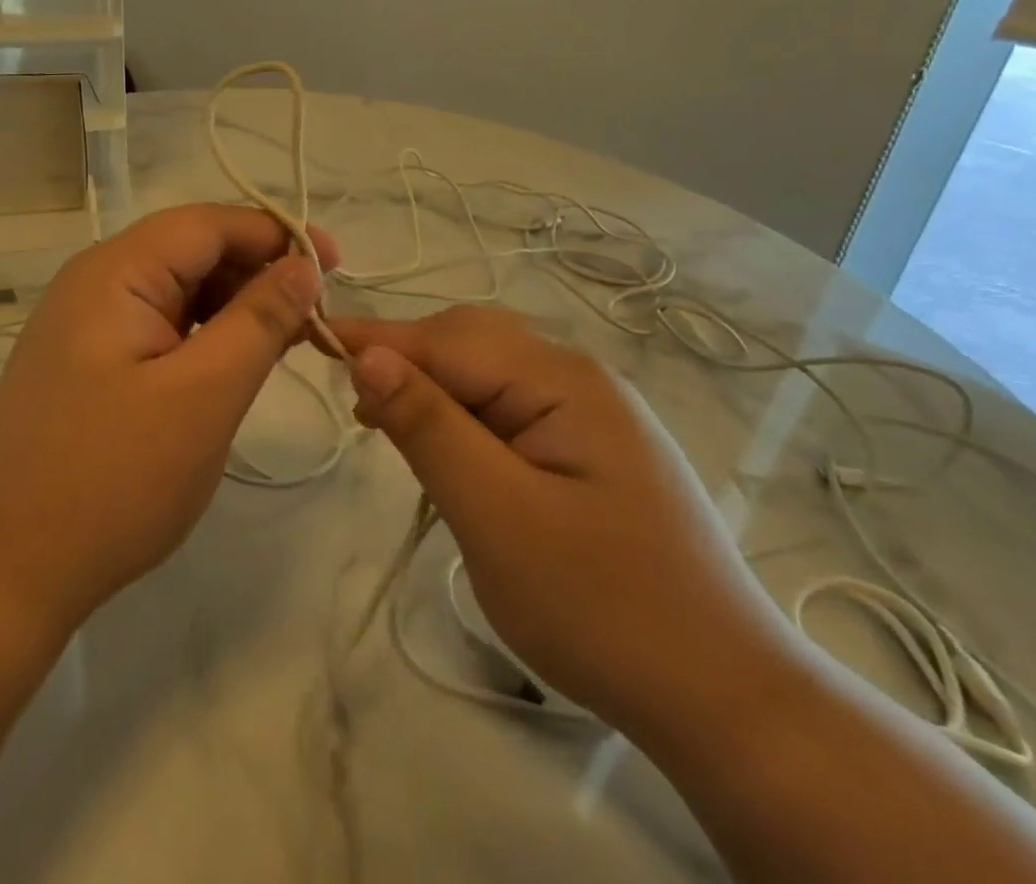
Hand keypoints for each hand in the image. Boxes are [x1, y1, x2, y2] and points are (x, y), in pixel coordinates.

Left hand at [0, 203, 338, 639]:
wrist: (7, 570)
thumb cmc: (113, 480)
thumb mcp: (204, 395)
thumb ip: (259, 320)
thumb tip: (303, 265)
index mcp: (115, 272)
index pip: (208, 223)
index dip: (275, 234)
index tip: (334, 266)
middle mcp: (95, 282)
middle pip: (191, 251)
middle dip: (257, 273)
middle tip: (315, 317)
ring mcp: (86, 323)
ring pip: (177, 289)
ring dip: (234, 306)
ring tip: (286, 342)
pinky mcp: (88, 361)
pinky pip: (158, 326)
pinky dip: (204, 335)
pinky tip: (235, 363)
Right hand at [332, 307, 795, 737]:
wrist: (724, 696)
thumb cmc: (602, 606)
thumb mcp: (496, 516)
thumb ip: (429, 426)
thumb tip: (367, 354)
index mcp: (561, 379)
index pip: (445, 339)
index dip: (376, 339)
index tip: (311, 341)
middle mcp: (577, 376)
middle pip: (468, 342)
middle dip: (404, 361)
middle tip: (356, 409)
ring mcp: (588, 410)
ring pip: (485, 372)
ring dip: (431, 388)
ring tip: (388, 427)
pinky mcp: (587, 445)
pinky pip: (507, 406)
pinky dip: (462, 415)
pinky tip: (445, 448)